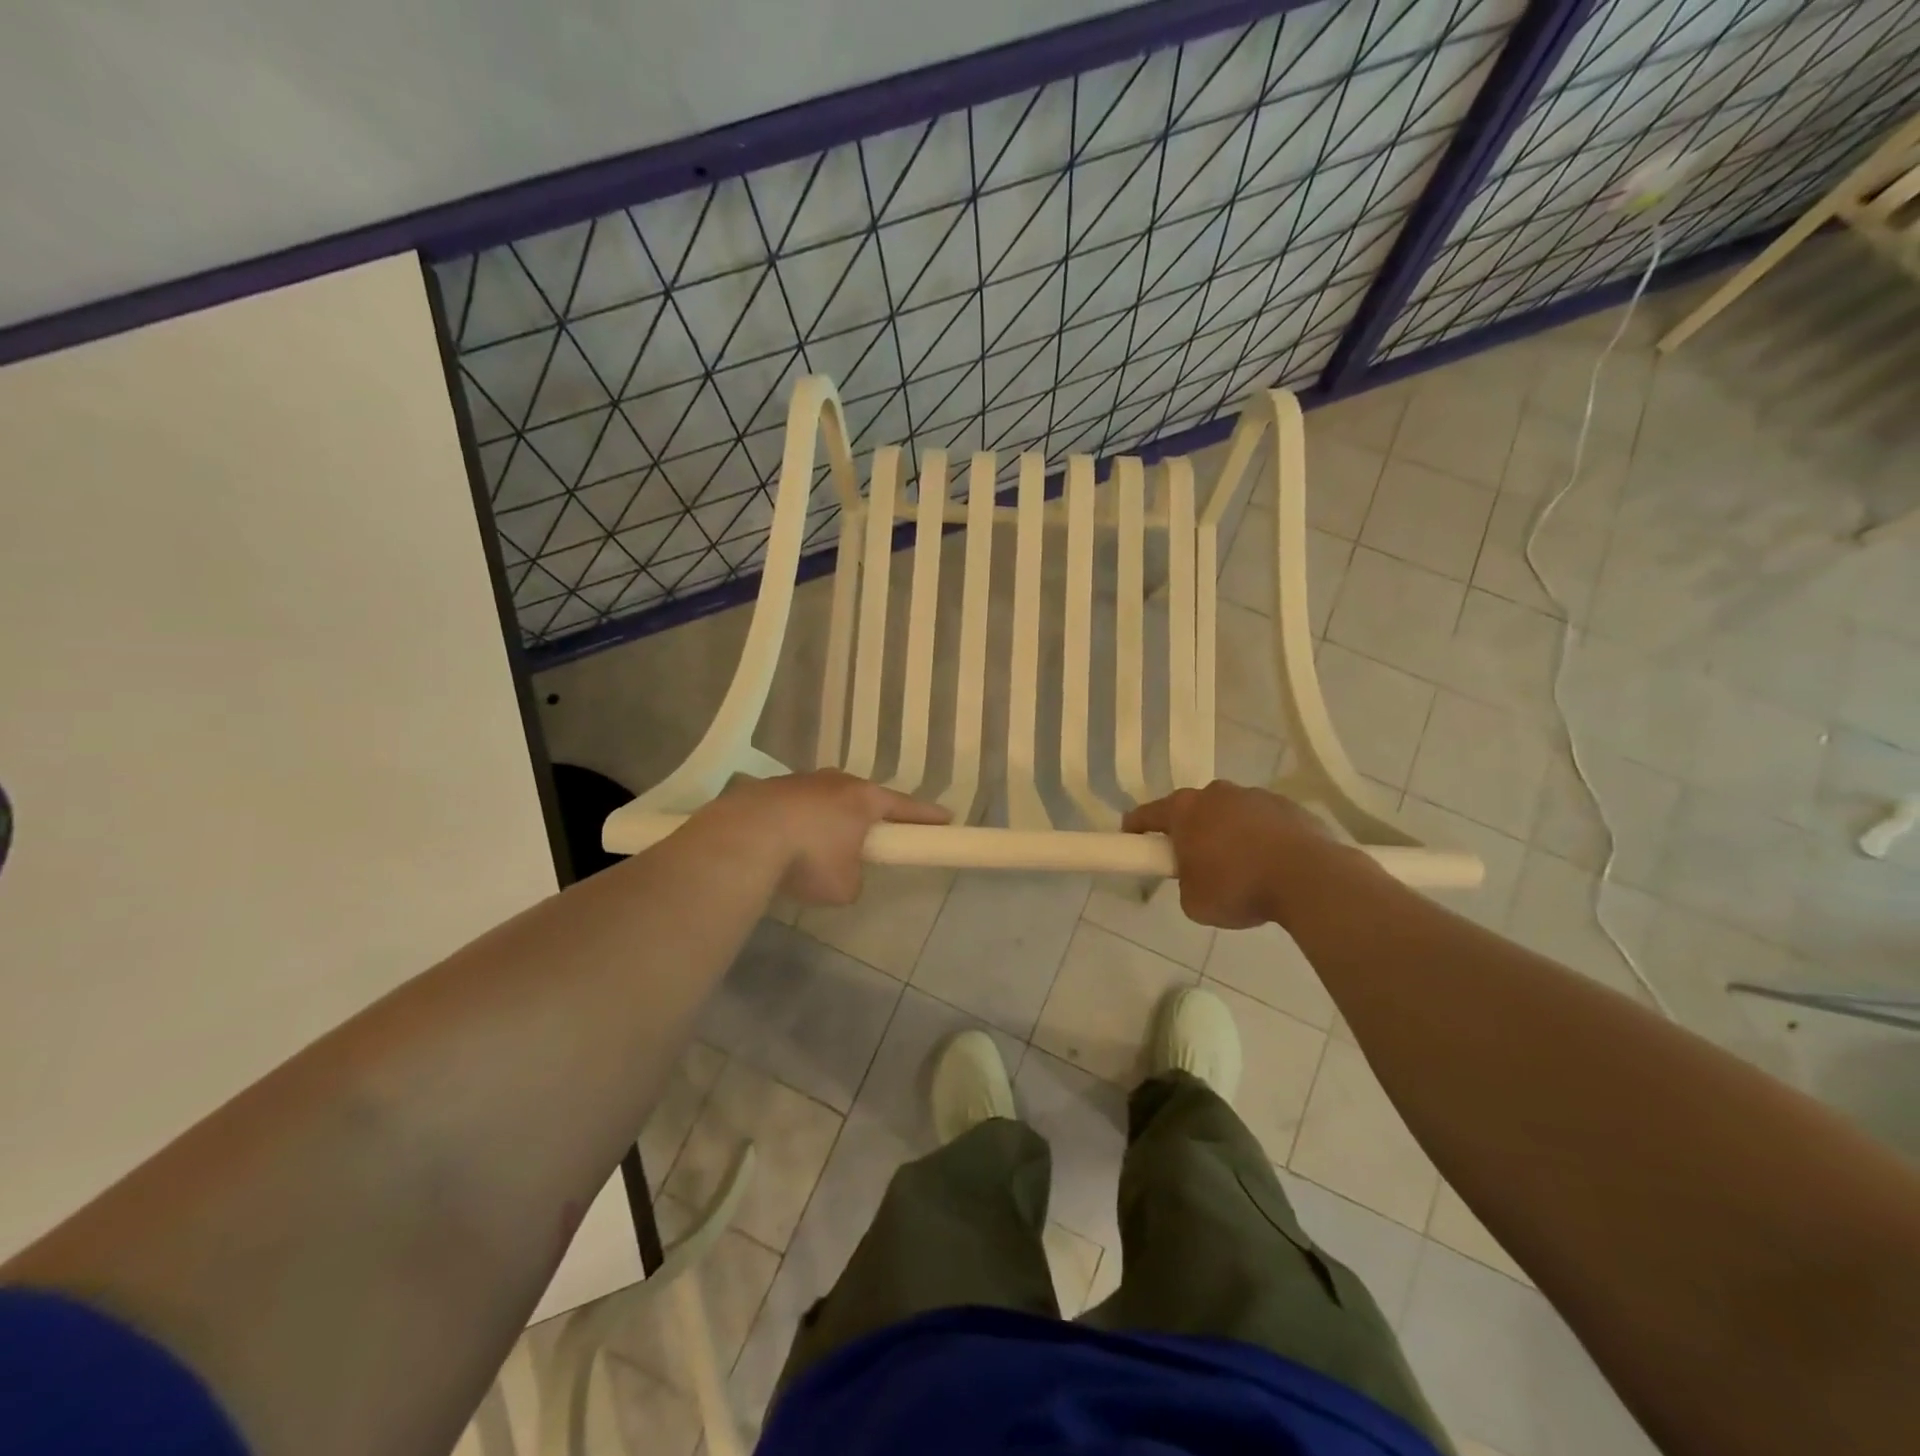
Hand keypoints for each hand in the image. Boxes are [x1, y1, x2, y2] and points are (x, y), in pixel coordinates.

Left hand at [706, 769, 950, 905]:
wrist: (745, 838)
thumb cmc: (809, 859)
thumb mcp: (845, 886)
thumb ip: (855, 877)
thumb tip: (844, 874)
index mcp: (863, 798)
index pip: (905, 806)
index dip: (927, 815)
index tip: (946, 818)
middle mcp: (835, 781)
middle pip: (862, 797)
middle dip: (870, 815)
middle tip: (875, 833)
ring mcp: (798, 781)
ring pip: (824, 799)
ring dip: (828, 819)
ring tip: (820, 845)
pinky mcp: (766, 789)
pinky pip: (793, 807)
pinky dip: (797, 823)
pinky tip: (786, 844)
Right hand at [1123, 781, 1353, 928]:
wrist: (1310, 879)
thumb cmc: (1239, 887)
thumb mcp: (1194, 902)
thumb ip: (1186, 883)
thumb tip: (1199, 877)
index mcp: (1185, 809)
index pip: (1147, 814)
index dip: (1135, 828)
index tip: (1131, 840)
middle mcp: (1217, 793)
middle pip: (1193, 809)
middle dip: (1190, 831)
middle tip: (1194, 862)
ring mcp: (1255, 796)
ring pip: (1231, 813)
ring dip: (1228, 833)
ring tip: (1242, 868)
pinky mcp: (1289, 806)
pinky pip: (1264, 822)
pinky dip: (1261, 838)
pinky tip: (1272, 866)